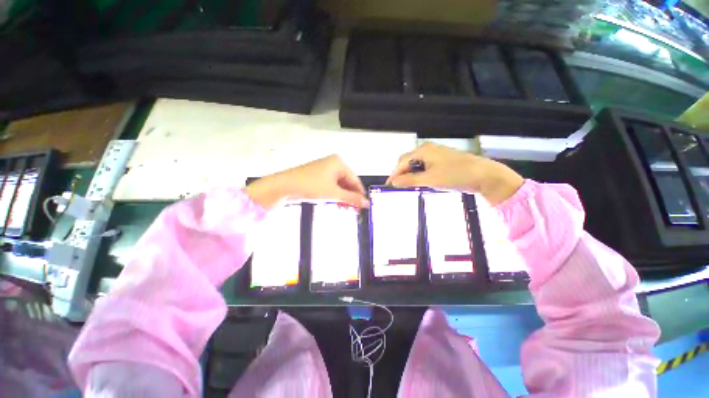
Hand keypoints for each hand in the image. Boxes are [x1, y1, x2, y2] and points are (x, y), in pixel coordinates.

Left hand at [244, 155, 368, 209]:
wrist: (284, 186)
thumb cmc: (311, 186)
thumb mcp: (333, 193)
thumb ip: (351, 198)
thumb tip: (367, 203)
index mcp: (339, 163)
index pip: (355, 180)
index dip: (360, 194)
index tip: (364, 206)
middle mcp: (333, 164)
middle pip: (347, 183)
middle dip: (350, 197)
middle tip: (354, 211)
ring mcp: (325, 170)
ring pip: (339, 185)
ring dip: (343, 198)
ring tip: (345, 210)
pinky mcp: (318, 176)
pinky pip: (331, 186)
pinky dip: (335, 195)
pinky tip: (337, 204)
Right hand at [387, 143, 523, 204]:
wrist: (484, 174)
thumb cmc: (454, 175)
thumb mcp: (429, 179)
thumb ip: (409, 180)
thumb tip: (393, 182)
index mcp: (423, 151)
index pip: (402, 162)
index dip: (394, 173)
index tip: (388, 185)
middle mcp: (428, 149)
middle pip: (408, 161)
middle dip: (401, 173)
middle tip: (398, 186)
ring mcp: (436, 154)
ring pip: (417, 164)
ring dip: (410, 174)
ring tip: (408, 186)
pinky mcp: (442, 160)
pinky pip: (425, 166)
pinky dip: (420, 174)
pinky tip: (421, 182)